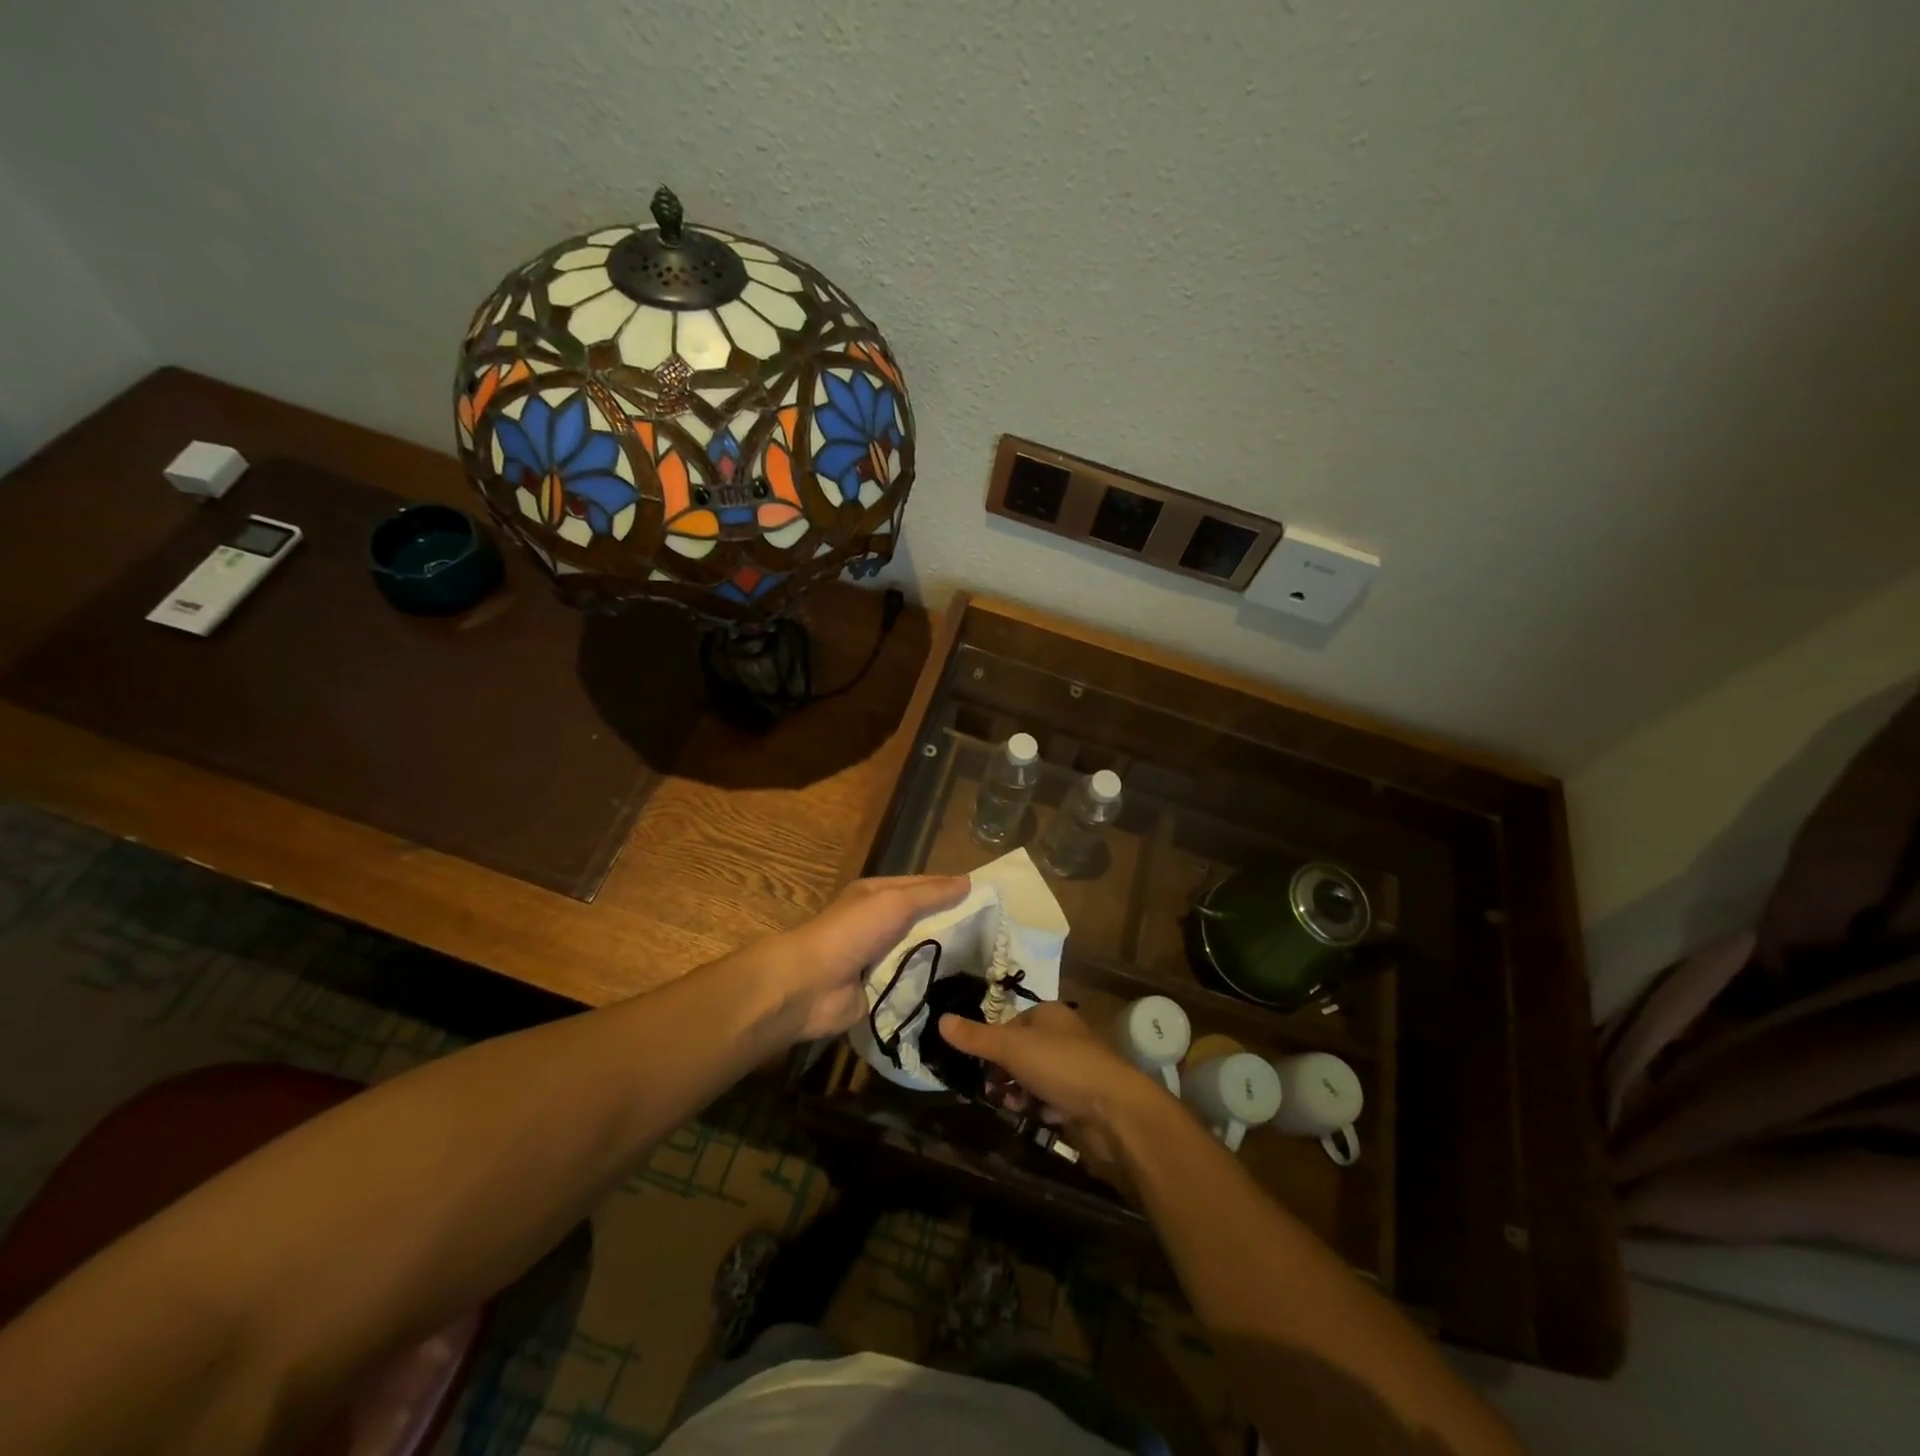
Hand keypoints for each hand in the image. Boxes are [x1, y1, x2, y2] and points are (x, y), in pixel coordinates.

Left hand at [754, 875, 969, 1042]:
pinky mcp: (878, 990)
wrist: (811, 985)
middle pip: (923, 921)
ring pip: (919, 954)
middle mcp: (877, 923)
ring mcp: (877, 959)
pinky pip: (911, 985)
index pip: (922, 887)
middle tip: (995, 937)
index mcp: (877, 895)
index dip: (952, 890)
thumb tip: (969, 882)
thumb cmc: (852, 932)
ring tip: (986, 964)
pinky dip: (930, 986)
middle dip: (953, 927)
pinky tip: (961, 990)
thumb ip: (932, 894)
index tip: (988, 900)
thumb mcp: (895, 902)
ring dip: (943, 958)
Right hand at [938, 1002, 1159, 1132]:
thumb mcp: (1012, 1047)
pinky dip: (1041, 1109)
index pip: (1010, 1024)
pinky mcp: (1082, 1098)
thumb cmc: (1061, 1065)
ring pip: (1033, 1079)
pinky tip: (1040, 1118)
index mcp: (1049, 1014)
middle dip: (1005, 1074)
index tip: (981, 1067)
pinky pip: (1051, 1100)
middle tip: (995, 1092)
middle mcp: (1062, 1036)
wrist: (1113, 1109)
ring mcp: (1074, 1068)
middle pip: (1020, 1053)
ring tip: (1015, 1108)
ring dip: (1020, 1095)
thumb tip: (940, 1020)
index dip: (994, 1045)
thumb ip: (976, 1037)